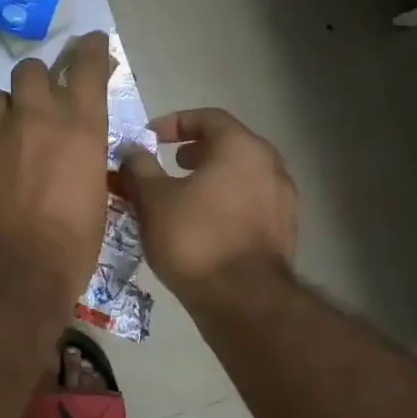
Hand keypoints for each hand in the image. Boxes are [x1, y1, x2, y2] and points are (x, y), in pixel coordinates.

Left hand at [0, 32, 112, 308]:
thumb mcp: (95, 193)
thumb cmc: (71, 243)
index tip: (90, 43)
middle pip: (30, 69)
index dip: (89, 48)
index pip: (86, 64)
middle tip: (39, 102)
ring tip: (10, 135)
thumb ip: (83, 156)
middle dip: (37, 80)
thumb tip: (75, 149)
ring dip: (6, 109)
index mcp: (79, 124)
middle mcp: (35, 117)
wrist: (12, 272)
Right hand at [118, 108, 296, 297]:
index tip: (150, 137)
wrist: (242, 300)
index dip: (175, 122)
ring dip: (211, 178)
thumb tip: (131, 150)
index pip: (208, 117)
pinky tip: (203, 225)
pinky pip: (250, 203)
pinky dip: (226, 203)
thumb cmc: (194, 238)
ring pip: (242, 176)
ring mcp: (283, 200)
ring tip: (182, 196)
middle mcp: (271, 166)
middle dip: (196, 150)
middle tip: (168, 163)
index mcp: (241, 148)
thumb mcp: (153, 198)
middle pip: (229, 145)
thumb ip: (139, 167)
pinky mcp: (284, 231)